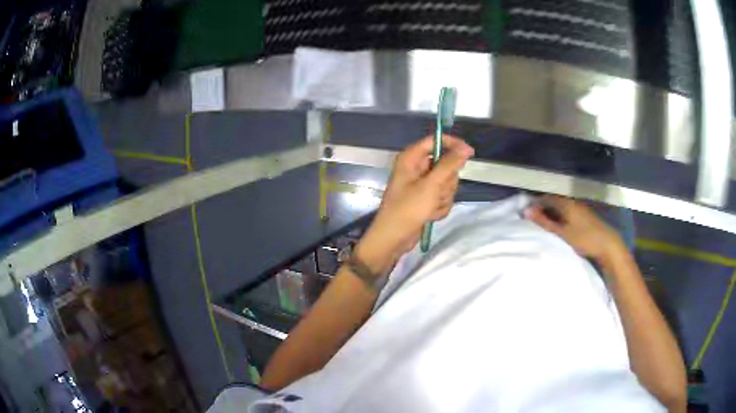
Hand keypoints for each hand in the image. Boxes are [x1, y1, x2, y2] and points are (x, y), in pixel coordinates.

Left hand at [355, 135, 473, 272]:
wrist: (393, 239)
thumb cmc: (408, 209)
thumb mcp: (431, 185)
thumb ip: (450, 165)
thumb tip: (466, 148)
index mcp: (411, 158)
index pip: (435, 141)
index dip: (453, 145)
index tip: (470, 153)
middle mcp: (416, 168)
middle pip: (445, 164)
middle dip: (446, 182)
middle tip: (437, 193)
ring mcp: (421, 185)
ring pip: (447, 183)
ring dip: (443, 197)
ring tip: (431, 208)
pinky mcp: (426, 200)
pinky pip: (442, 197)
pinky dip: (440, 207)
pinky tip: (430, 216)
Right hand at [524, 194, 626, 262]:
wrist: (607, 244)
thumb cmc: (584, 238)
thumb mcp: (562, 232)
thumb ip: (544, 222)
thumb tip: (526, 211)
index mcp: (566, 203)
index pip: (546, 198)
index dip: (535, 204)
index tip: (525, 214)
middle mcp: (572, 202)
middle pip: (554, 201)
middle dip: (543, 209)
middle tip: (532, 221)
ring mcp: (580, 208)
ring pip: (561, 207)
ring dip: (551, 214)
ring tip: (543, 225)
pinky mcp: (584, 216)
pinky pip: (567, 212)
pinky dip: (559, 217)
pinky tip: (557, 227)